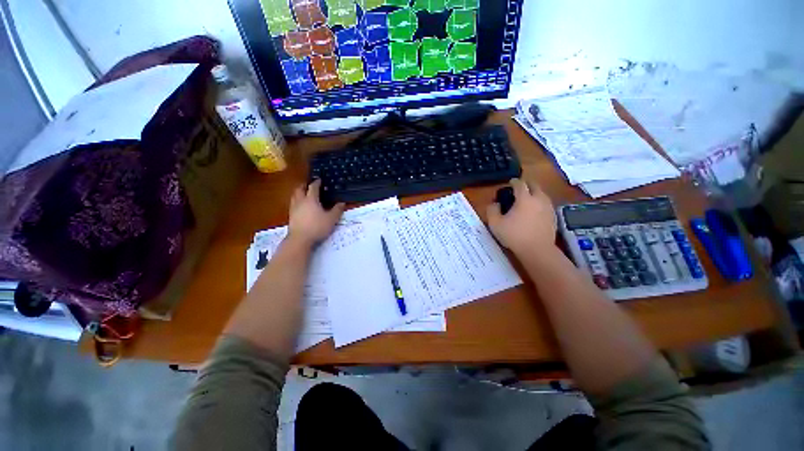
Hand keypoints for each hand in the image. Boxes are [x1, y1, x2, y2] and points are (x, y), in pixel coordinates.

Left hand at [288, 180, 344, 246]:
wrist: (300, 239)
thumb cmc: (317, 227)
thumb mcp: (331, 219)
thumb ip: (337, 210)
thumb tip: (342, 203)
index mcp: (311, 199)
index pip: (313, 187)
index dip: (316, 182)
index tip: (319, 180)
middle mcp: (301, 201)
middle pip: (300, 189)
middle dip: (304, 185)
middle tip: (309, 185)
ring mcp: (294, 208)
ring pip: (294, 196)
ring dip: (299, 192)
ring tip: (304, 194)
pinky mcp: (290, 216)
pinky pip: (293, 204)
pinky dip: (297, 201)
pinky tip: (300, 206)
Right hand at [487, 179, 556, 254]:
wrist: (537, 250)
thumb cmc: (514, 235)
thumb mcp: (495, 223)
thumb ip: (492, 210)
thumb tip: (494, 203)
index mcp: (524, 198)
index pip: (520, 184)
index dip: (514, 182)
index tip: (510, 183)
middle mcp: (539, 199)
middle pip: (534, 185)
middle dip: (526, 184)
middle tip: (519, 189)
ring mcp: (548, 207)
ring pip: (542, 194)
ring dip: (534, 193)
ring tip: (526, 200)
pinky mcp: (553, 216)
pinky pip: (546, 204)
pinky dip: (539, 203)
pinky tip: (534, 211)